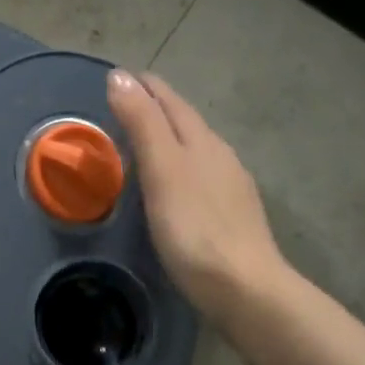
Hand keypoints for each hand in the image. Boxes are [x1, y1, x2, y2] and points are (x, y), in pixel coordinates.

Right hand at [107, 69, 283, 325]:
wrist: (245, 289)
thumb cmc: (195, 229)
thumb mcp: (162, 170)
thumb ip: (142, 123)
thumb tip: (120, 75)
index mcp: (202, 141)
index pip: (170, 101)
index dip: (145, 86)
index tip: (119, 77)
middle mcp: (221, 156)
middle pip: (185, 122)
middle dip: (156, 108)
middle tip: (123, 106)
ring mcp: (231, 187)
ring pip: (195, 149)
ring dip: (168, 139)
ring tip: (141, 143)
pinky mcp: (232, 216)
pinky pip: (200, 177)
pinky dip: (179, 168)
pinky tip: (172, 187)